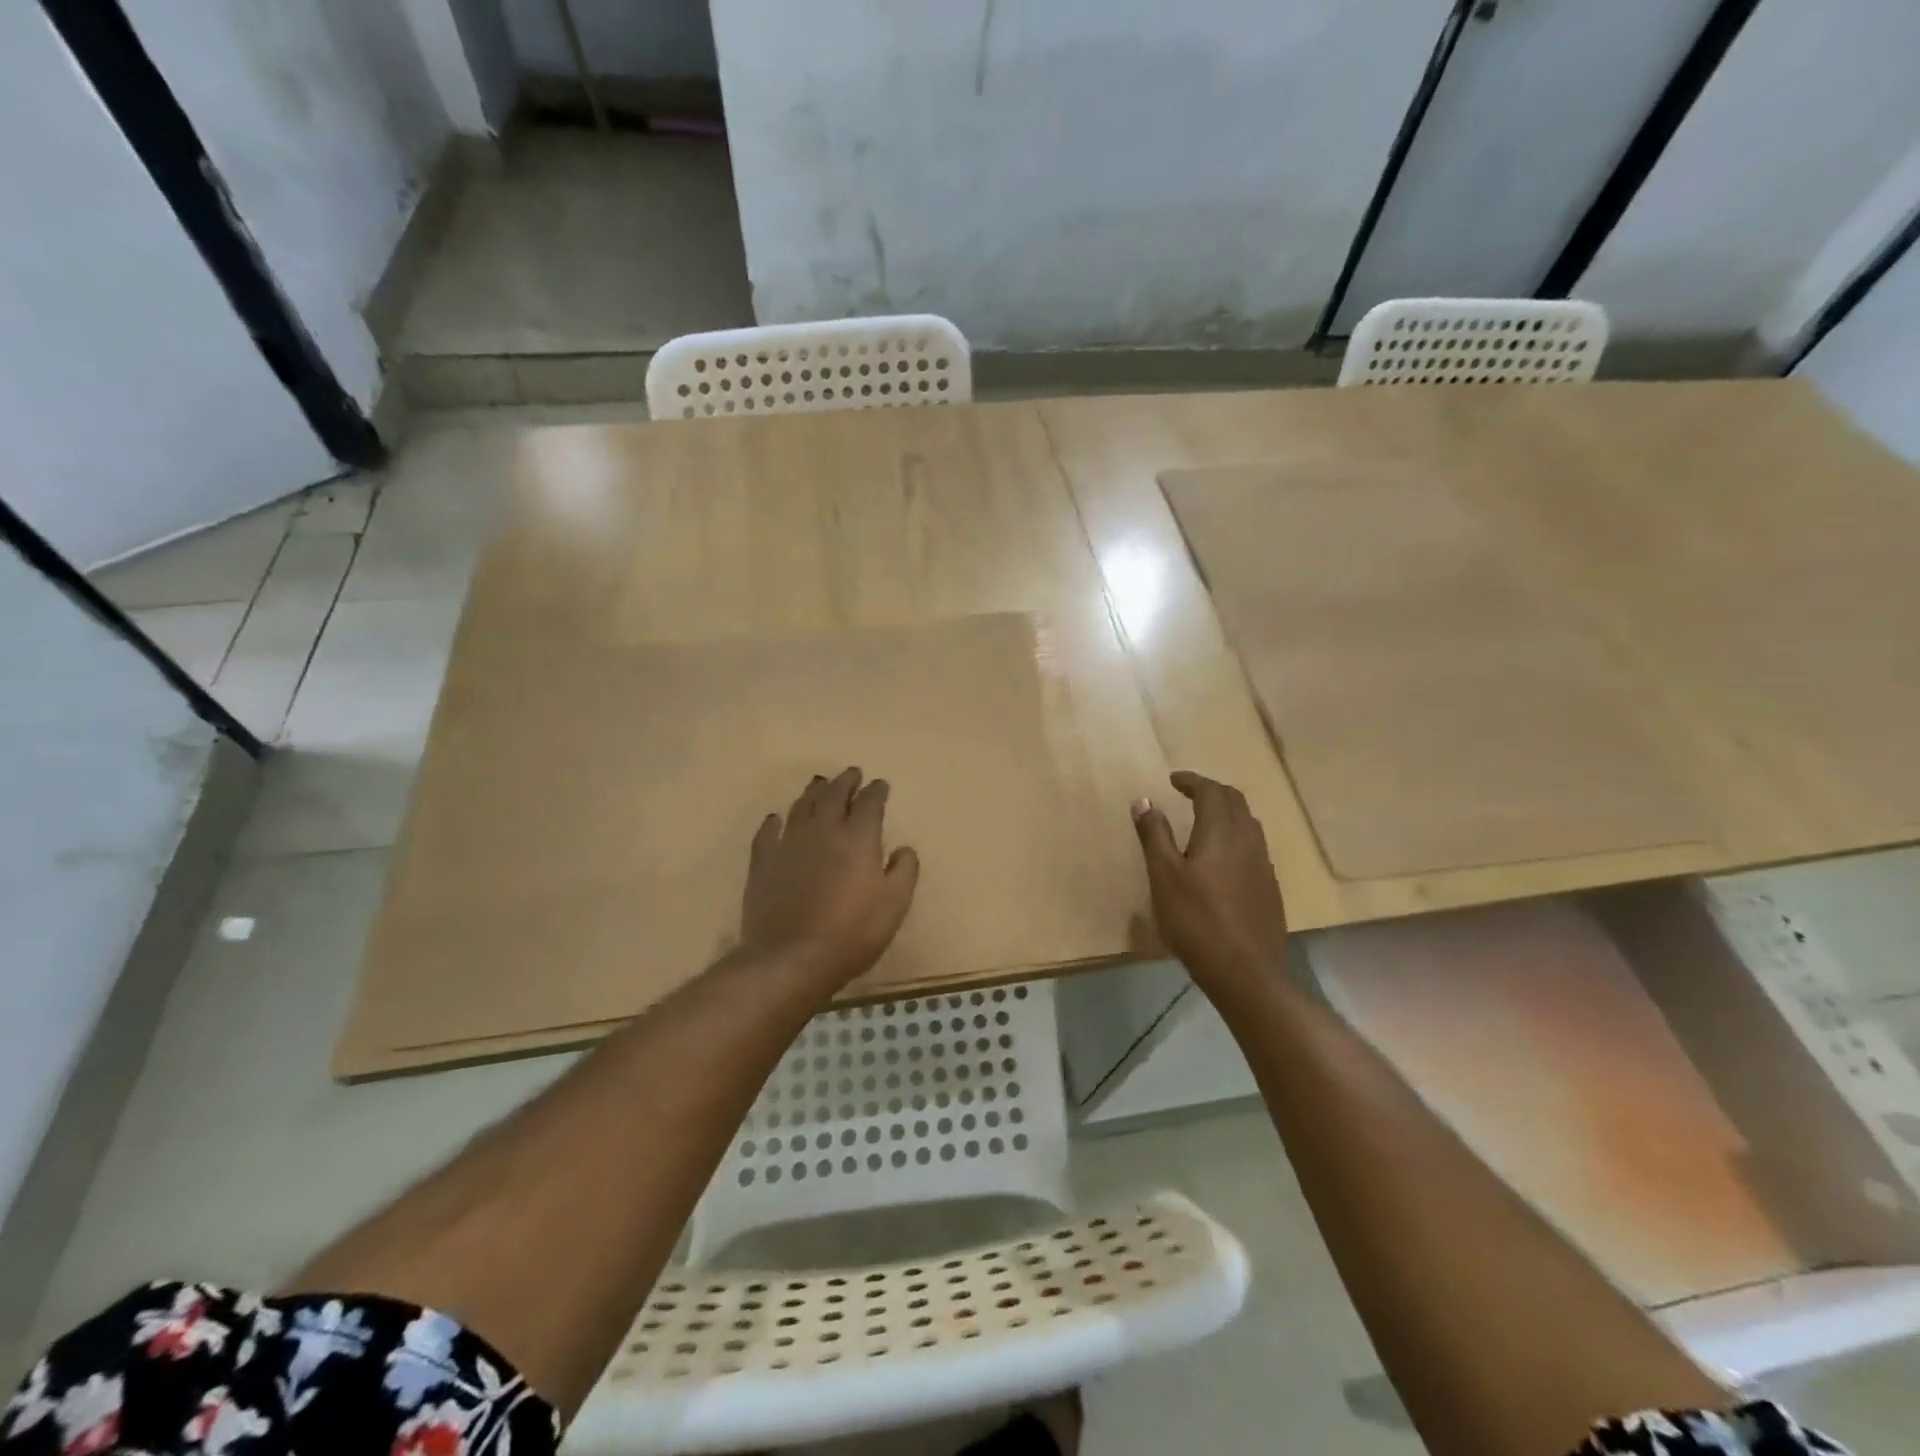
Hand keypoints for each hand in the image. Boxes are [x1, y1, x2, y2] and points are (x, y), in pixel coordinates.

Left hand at [739, 767, 919, 986]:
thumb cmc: (851, 933)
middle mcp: (823, 830)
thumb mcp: (894, 905)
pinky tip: (776, 819)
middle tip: (852, 773)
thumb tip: (904, 849)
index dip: (876, 791)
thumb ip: (904, 871)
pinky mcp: (763, 862)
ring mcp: (789, 843)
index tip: (881, 785)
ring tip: (820, 784)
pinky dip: (774, 822)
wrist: (790, 958)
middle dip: (845, 781)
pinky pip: (768, 833)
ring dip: (813, 792)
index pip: (869, 803)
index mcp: (858, 837)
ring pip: (801, 806)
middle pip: (834, 795)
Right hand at [1132, 771, 1288, 996]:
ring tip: (1204, 820)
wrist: (1246, 972)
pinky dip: (1236, 836)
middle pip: (1235, 802)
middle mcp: (1248, 840)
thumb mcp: (1164, 876)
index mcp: (1221, 832)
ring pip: (1248, 824)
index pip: (1211, 791)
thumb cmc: (1196, 920)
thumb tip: (1145, 800)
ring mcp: (1264, 865)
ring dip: (1227, 812)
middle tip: (1188, 793)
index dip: (1192, 781)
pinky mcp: (1269, 888)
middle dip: (1211, 791)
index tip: (1173, 780)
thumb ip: (1154, 836)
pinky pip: (1254, 847)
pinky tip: (1222, 859)